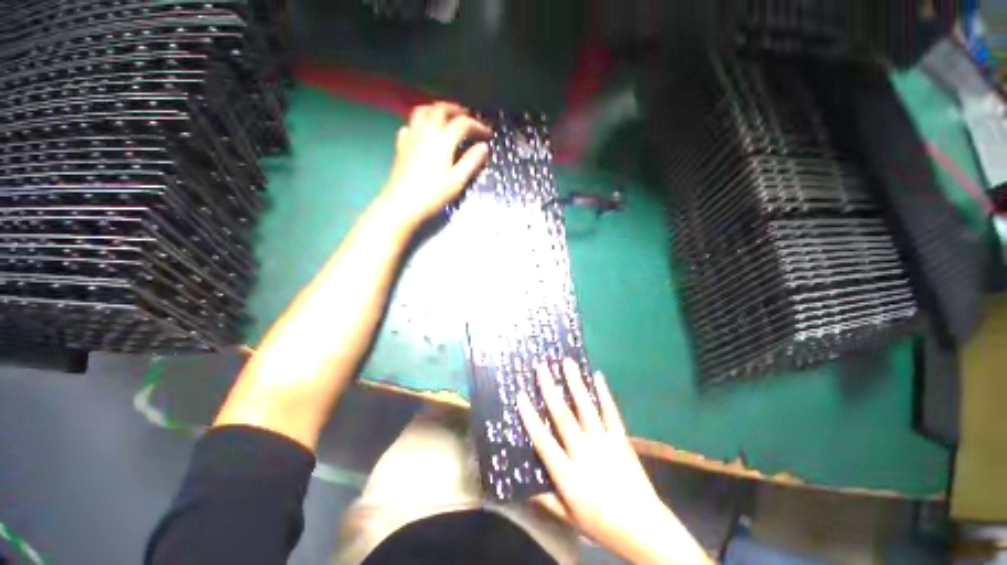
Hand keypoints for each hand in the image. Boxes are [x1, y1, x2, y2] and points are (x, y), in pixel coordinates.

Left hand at [379, 102, 490, 225]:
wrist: (402, 204)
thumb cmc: (433, 195)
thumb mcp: (457, 181)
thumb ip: (471, 161)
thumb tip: (484, 146)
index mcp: (442, 141)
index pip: (462, 124)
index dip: (477, 125)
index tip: (488, 134)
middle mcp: (425, 132)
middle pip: (441, 109)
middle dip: (457, 110)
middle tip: (468, 118)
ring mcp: (411, 137)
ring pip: (422, 111)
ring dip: (437, 109)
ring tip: (446, 117)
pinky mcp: (401, 146)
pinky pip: (410, 125)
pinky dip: (420, 122)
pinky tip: (424, 132)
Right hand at [517, 359, 709, 563]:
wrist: (645, 528)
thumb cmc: (602, 524)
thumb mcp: (570, 518)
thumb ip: (547, 500)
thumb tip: (523, 486)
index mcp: (569, 474)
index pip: (543, 441)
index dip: (530, 417)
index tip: (520, 395)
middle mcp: (584, 452)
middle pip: (563, 415)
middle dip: (550, 389)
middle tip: (542, 367)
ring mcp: (604, 443)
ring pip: (586, 407)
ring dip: (575, 383)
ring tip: (567, 362)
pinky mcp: (621, 439)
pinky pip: (610, 412)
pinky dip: (604, 393)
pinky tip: (598, 376)